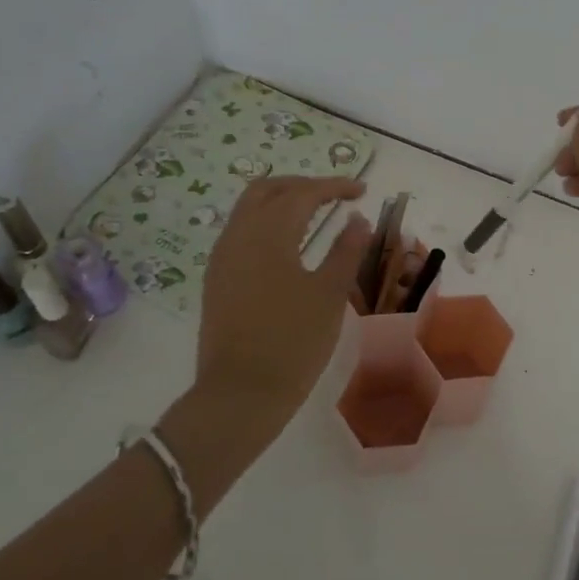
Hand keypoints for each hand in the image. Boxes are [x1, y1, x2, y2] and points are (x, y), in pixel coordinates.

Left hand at [192, 176, 371, 417]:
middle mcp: (238, 235)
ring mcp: (222, 258)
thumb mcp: (329, 294)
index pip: (302, 193)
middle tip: (334, 196)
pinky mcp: (217, 279)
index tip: (361, 191)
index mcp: (268, 234)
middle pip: (267, 190)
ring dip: (281, 201)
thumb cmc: (293, 341)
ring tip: (314, 214)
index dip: (333, 186)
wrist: (241, 394)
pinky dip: (267, 223)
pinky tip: (288, 243)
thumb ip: (346, 250)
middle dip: (302, 185)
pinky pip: (240, 232)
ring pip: (249, 209)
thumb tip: (357, 220)